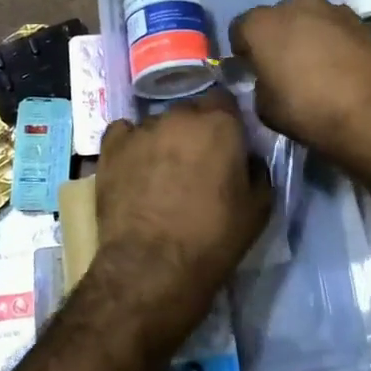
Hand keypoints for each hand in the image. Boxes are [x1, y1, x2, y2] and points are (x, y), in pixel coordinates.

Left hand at [91, 93, 271, 356]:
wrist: (152, 268)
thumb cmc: (214, 238)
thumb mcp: (259, 207)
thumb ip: (258, 170)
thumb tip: (248, 158)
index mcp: (220, 123)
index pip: (226, 102)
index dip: (228, 122)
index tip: (228, 145)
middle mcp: (180, 115)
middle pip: (191, 112)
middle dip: (196, 131)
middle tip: (198, 162)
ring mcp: (142, 129)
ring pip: (158, 123)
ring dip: (164, 140)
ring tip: (162, 172)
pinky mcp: (111, 147)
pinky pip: (125, 133)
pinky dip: (131, 144)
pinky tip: (134, 167)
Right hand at [229, 0, 370, 170]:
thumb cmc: (312, 112)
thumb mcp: (267, 110)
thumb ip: (260, 85)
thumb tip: (268, 79)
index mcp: (263, 24)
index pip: (240, 29)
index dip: (243, 51)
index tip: (251, 70)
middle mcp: (296, 4)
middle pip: (277, 19)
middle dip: (278, 38)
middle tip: (285, 69)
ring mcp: (333, 8)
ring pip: (310, 20)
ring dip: (309, 38)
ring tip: (318, 71)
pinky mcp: (363, 20)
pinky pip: (336, 29)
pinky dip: (335, 43)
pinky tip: (343, 70)